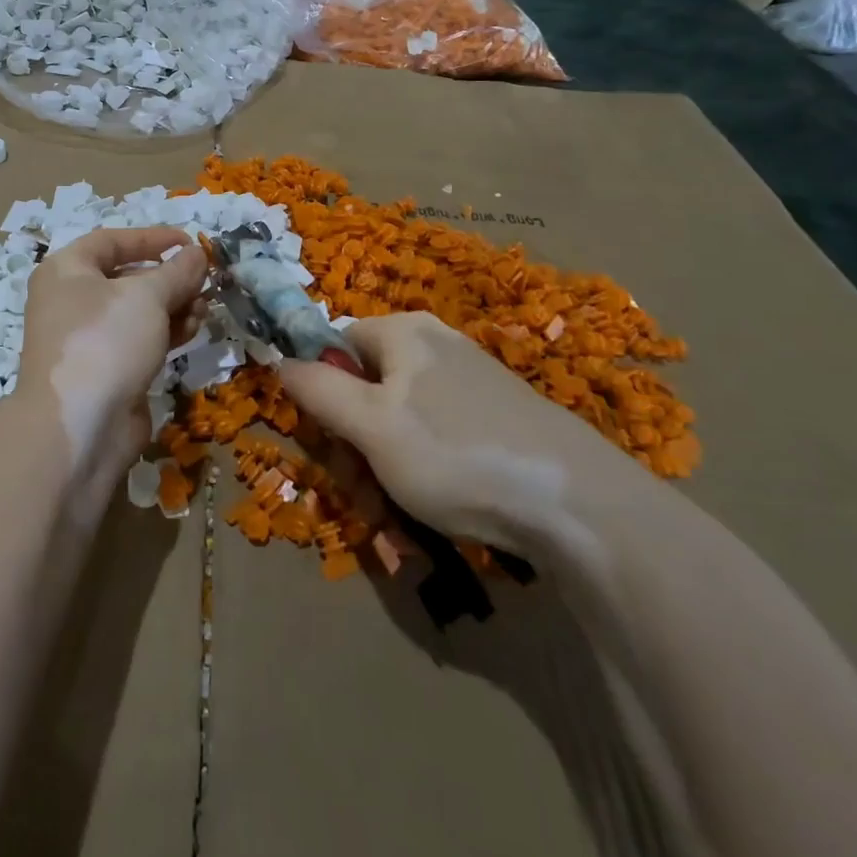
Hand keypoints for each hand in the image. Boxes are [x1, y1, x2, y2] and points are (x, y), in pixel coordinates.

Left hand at [18, 227, 208, 477]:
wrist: (79, 426)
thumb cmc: (106, 340)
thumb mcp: (147, 295)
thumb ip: (177, 271)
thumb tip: (197, 253)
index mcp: (67, 270)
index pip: (112, 241)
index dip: (152, 238)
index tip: (189, 243)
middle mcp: (71, 300)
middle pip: (127, 277)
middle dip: (170, 278)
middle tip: (205, 281)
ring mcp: (87, 338)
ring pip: (137, 311)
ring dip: (174, 306)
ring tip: (204, 308)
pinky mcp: (105, 370)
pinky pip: (139, 339)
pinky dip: (166, 331)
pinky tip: (194, 330)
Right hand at [279, 313, 649, 555]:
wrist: (578, 504)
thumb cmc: (456, 455)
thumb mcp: (371, 426)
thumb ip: (317, 389)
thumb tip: (278, 358)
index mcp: (403, 333)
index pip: (336, 348)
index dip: (322, 396)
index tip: (329, 448)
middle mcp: (435, 348)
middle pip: (367, 390)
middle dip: (355, 448)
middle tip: (362, 499)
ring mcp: (471, 384)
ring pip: (401, 424)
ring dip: (385, 472)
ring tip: (396, 523)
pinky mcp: (497, 421)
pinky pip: (439, 441)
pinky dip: (425, 476)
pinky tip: (435, 516)